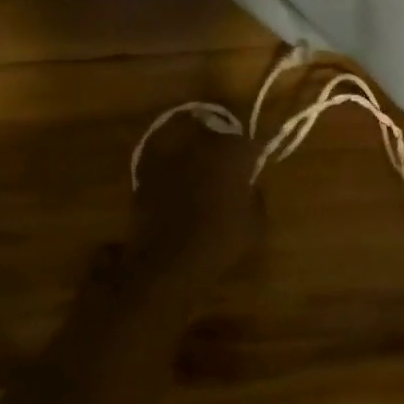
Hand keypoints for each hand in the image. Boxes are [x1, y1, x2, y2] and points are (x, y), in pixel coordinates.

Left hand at [127, 118, 260, 283]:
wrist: (166, 263)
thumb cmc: (218, 242)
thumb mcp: (254, 225)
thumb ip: (256, 196)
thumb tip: (250, 186)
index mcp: (232, 154)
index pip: (250, 143)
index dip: (255, 155)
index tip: (256, 169)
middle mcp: (201, 146)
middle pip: (219, 139)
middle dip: (227, 154)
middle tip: (231, 175)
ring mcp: (171, 157)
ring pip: (192, 150)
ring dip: (200, 162)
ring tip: (204, 184)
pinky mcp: (147, 172)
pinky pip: (169, 166)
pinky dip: (176, 176)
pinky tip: (178, 195)